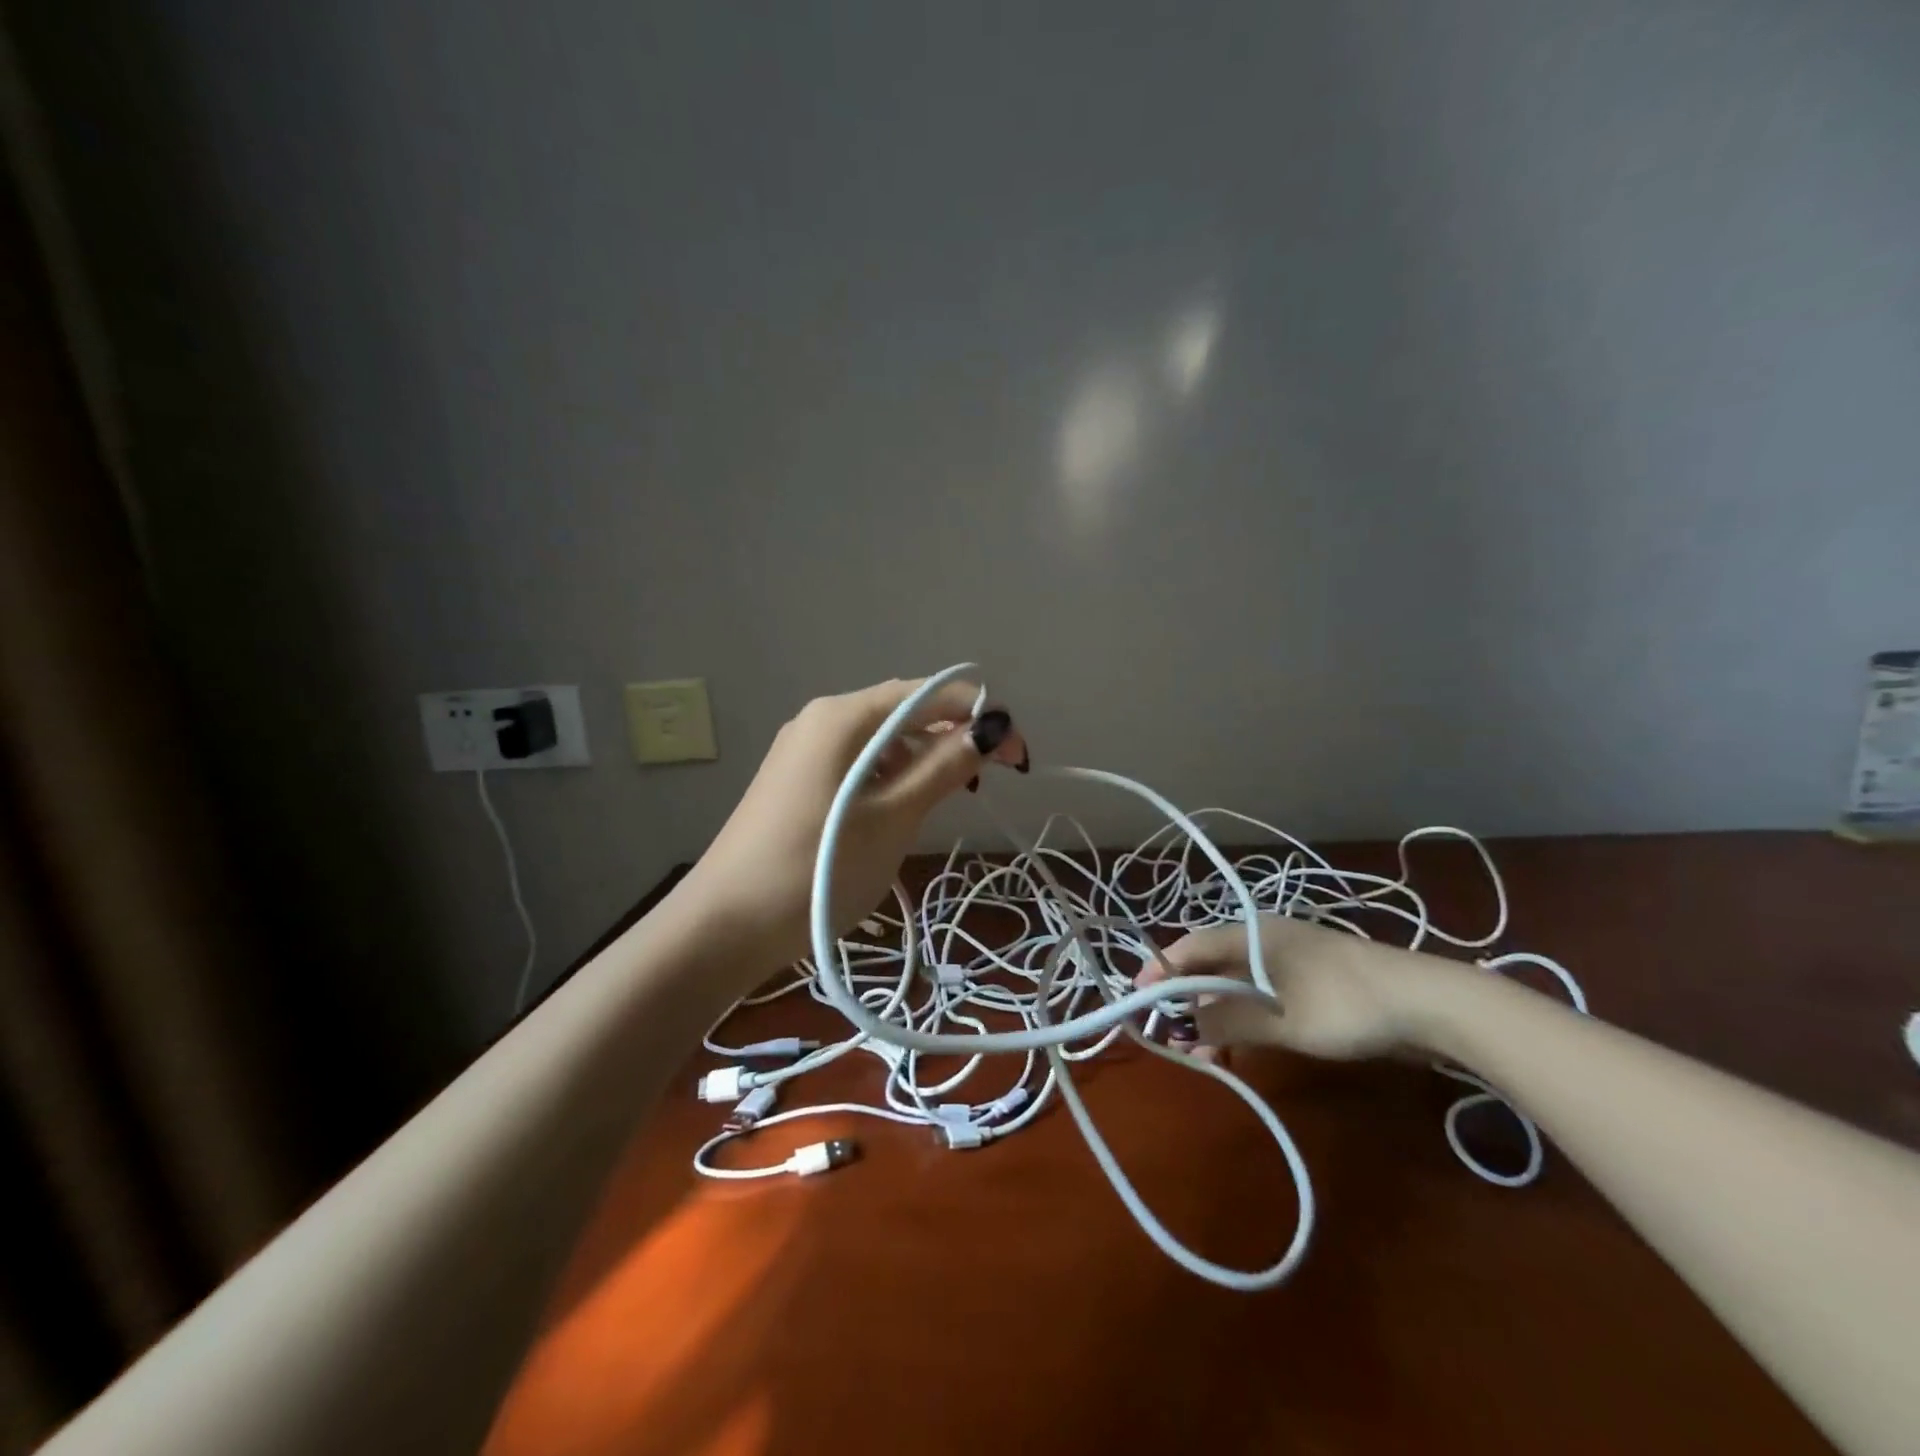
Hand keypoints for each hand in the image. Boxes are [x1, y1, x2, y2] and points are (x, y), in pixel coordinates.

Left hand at [678, 677, 1026, 968]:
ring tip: (948, 799)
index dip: (980, 716)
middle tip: (986, 781)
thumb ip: (945, 765)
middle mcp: (822, 719)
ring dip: (924, 759)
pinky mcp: (797, 781)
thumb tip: (992, 726)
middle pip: (904, 711)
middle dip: (953, 736)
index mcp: (843, 715)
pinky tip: (903, 807)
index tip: (1017, 758)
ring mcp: (805, 750)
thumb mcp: (894, 817)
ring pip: (882, 740)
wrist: (723, 927)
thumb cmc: (817, 869)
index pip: (929, 694)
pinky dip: (891, 777)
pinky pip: (858, 763)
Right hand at [1138, 915, 1448, 1061]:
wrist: (1429, 1003)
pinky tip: (1241, 1048)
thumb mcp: (1282, 1019)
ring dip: (1215, 1016)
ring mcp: (1289, 960)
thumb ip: (1227, 1022)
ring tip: (1205, 1055)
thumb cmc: (1344, 1003)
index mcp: (1251, 934)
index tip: (1137, 1000)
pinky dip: (1244, 1019)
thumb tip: (1182, 1029)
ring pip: (1235, 984)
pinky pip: (1261, 996)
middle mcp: (1264, 939)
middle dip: (1186, 1001)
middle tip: (1172, 1038)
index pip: (1190, 946)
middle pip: (1209, 965)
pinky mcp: (1310, 982)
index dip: (1160, 970)